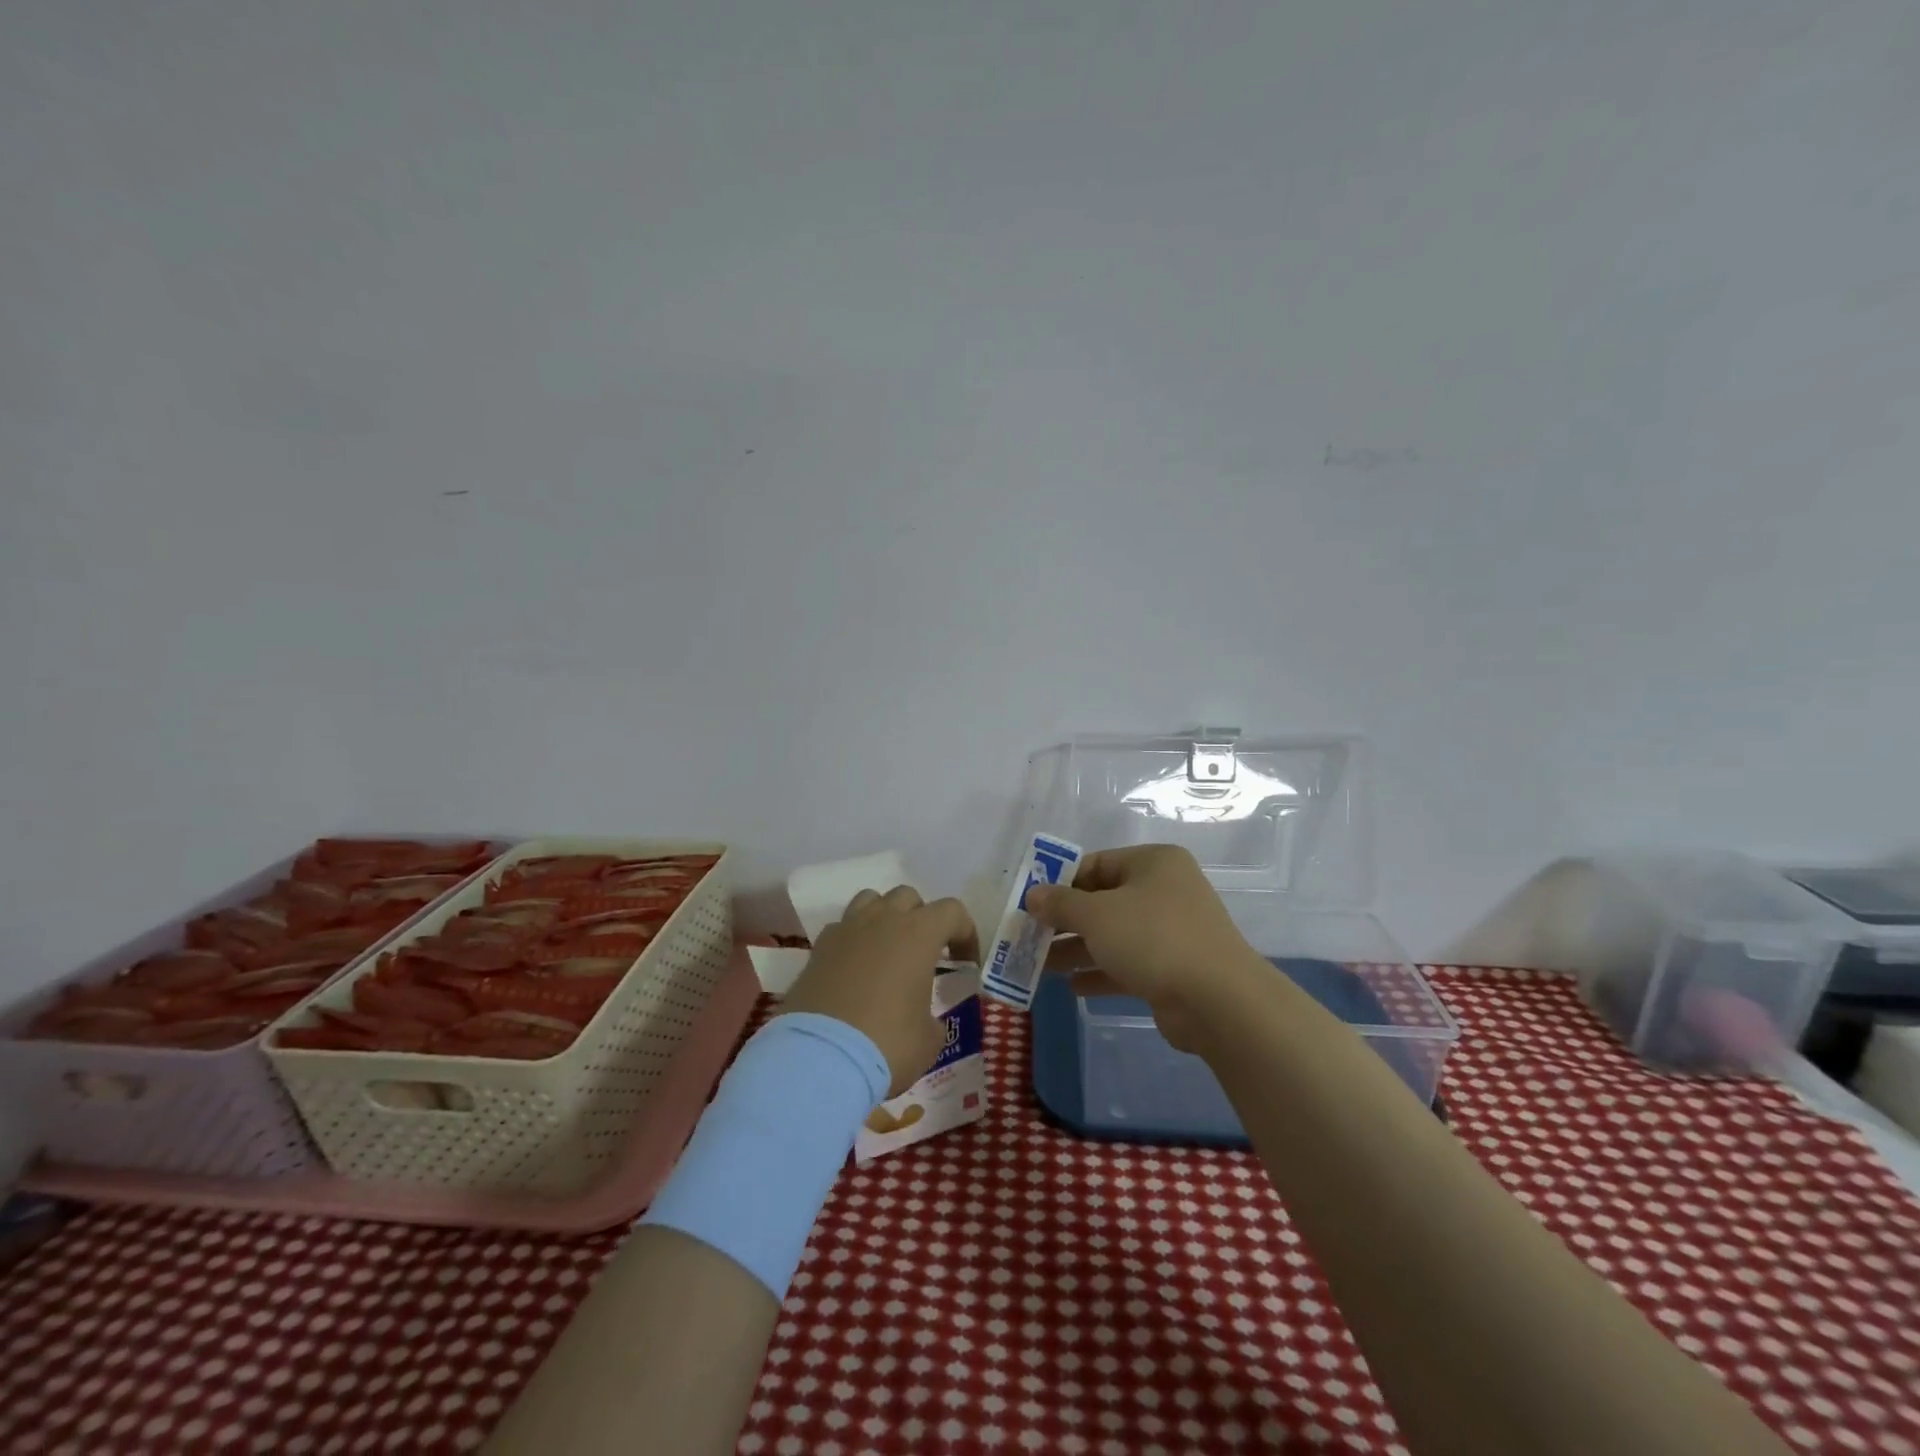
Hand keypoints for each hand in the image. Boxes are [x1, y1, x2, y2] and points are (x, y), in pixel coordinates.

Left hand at [781, 887, 978, 1096]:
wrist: (818, 1059)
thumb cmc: (886, 1044)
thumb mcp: (929, 1040)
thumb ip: (933, 1018)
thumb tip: (925, 1019)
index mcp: (918, 934)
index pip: (952, 911)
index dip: (965, 934)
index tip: (965, 965)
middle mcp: (882, 920)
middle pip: (908, 897)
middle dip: (922, 919)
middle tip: (924, 955)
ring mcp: (846, 930)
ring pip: (871, 901)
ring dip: (885, 918)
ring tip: (888, 952)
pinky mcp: (817, 948)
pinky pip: (842, 928)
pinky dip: (853, 940)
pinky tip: (855, 970)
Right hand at [1027, 844, 1260, 1049]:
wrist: (1218, 1001)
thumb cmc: (1153, 938)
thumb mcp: (1096, 915)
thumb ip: (1060, 903)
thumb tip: (1033, 895)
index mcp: (1153, 863)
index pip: (1096, 863)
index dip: (1060, 882)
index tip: (1030, 903)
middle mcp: (1165, 890)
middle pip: (1103, 900)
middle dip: (1065, 921)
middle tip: (1030, 937)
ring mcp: (1172, 931)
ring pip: (1113, 935)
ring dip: (1077, 949)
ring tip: (1040, 966)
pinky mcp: (1173, 968)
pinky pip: (1128, 963)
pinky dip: (1100, 972)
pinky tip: (1072, 987)